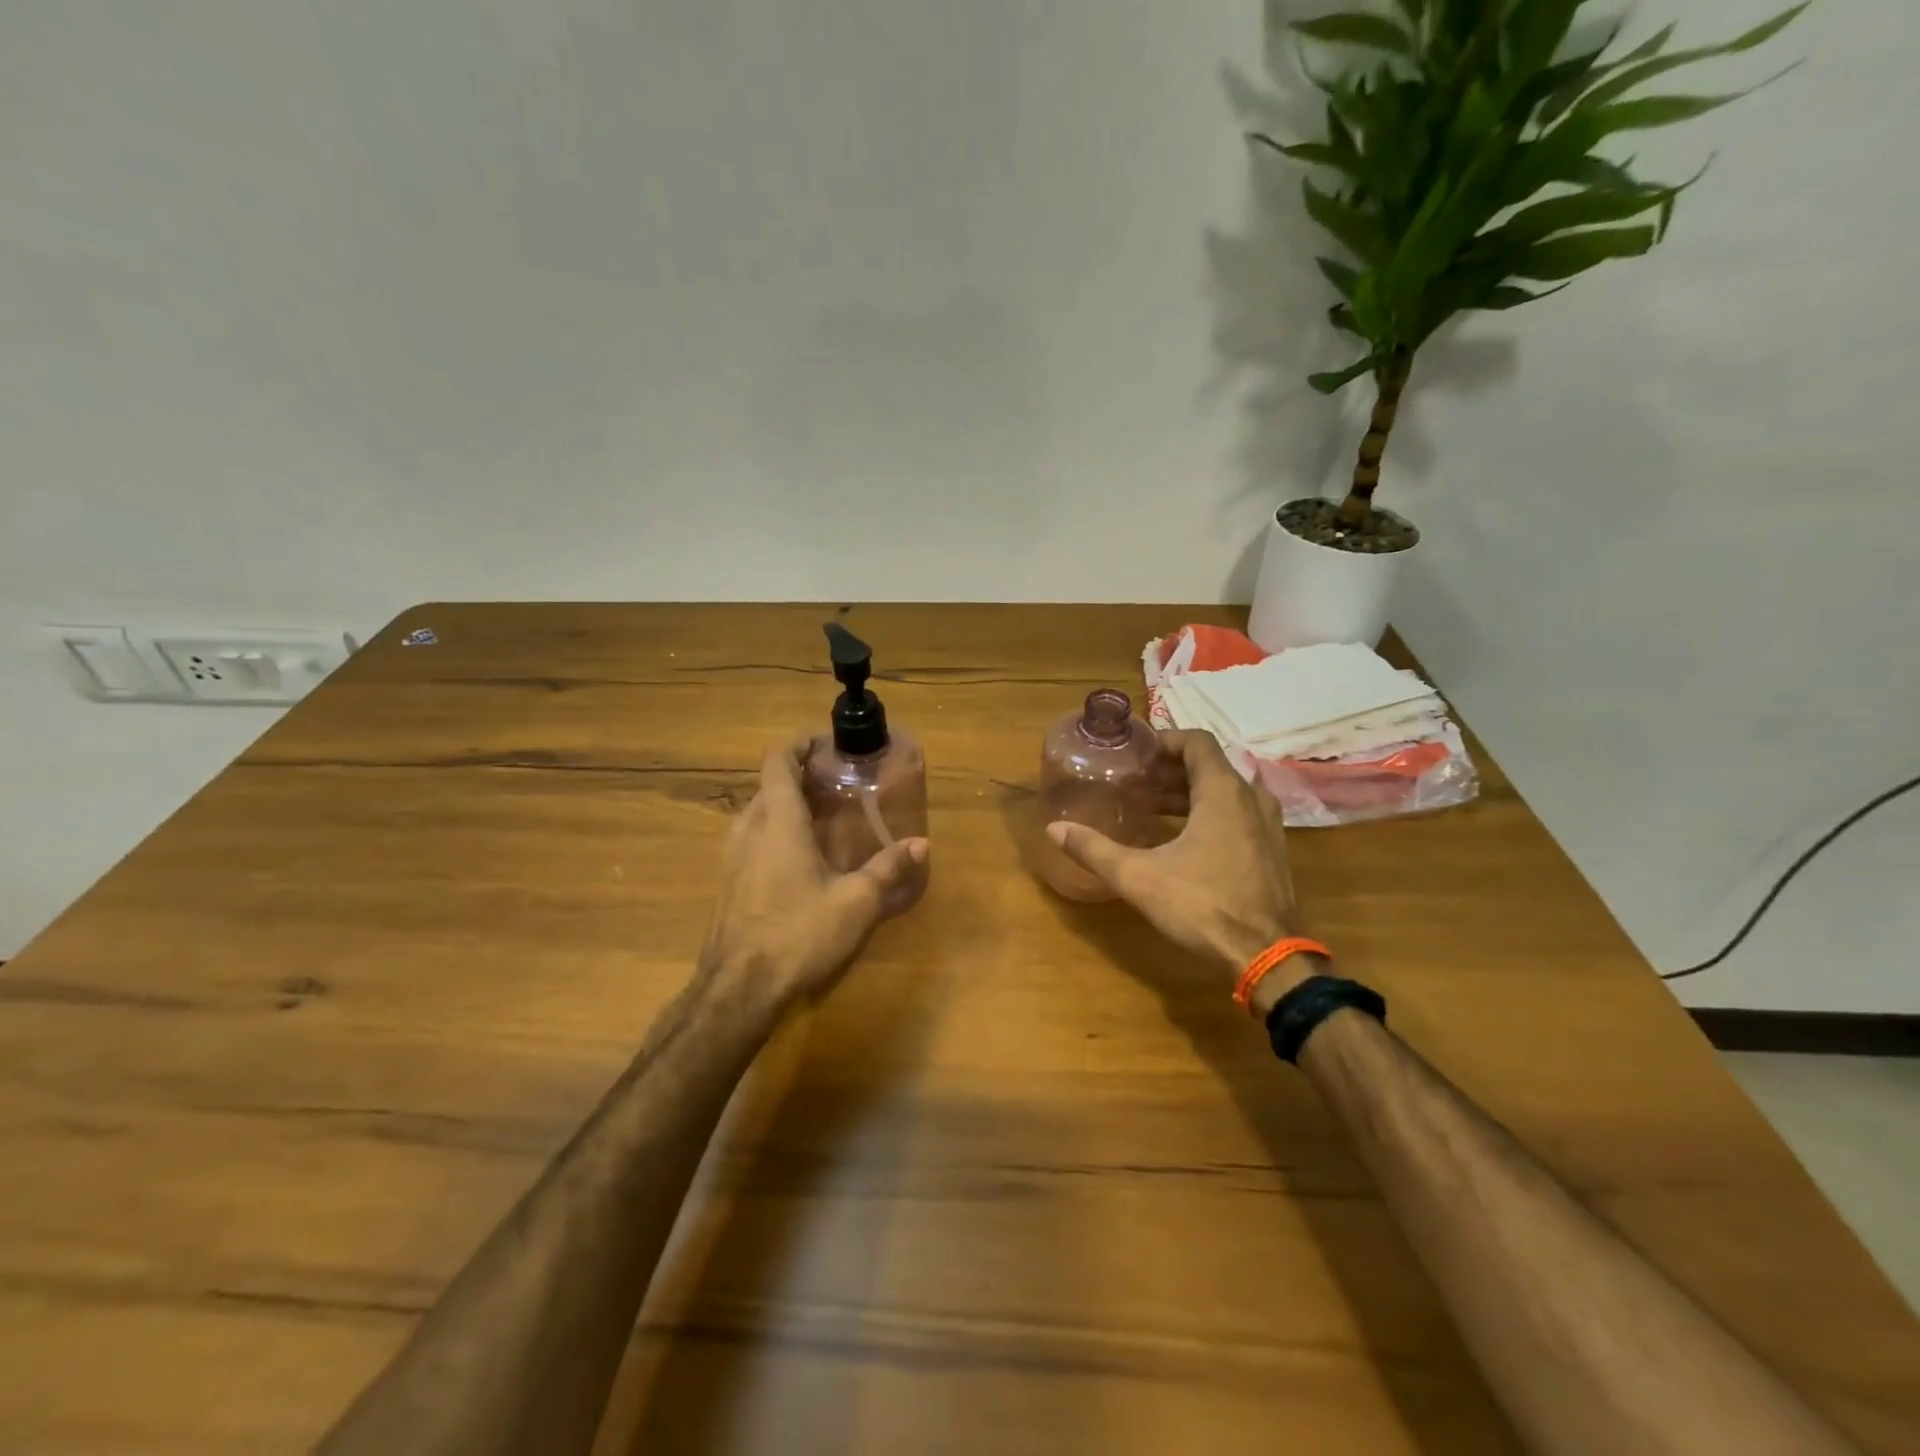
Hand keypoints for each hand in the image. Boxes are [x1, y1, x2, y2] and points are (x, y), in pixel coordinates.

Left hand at [699, 737, 928, 1009]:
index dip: (799, 744)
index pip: (778, 760)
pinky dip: (776, 830)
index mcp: (778, 821)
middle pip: (769, 784)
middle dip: (800, 774)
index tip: (827, 743)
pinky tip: (802, 856)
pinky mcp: (729, 881)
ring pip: (758, 811)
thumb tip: (921, 844)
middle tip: (838, 781)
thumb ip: (887, 869)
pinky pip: (752, 837)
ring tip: (824, 814)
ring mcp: (733, 856)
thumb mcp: (855, 902)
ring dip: (787, 803)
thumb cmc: (798, 934)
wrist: (738, 989)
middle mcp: (749, 829)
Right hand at [1047, 729, 1311, 994]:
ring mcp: (1268, 825)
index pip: (1197, 741)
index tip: (1136, 754)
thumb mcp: (1138, 877)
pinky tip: (1182, 838)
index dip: (1165, 740)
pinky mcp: (1272, 850)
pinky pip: (1238, 814)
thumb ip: (1094, 849)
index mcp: (1223, 792)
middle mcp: (1251, 799)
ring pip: (1225, 792)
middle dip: (1170, 770)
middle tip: (1136, 782)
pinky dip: (1209, 813)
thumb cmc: (1202, 906)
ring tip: (1152, 808)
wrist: (1268, 957)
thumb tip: (1053, 829)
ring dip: (1189, 793)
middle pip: (1209, 766)